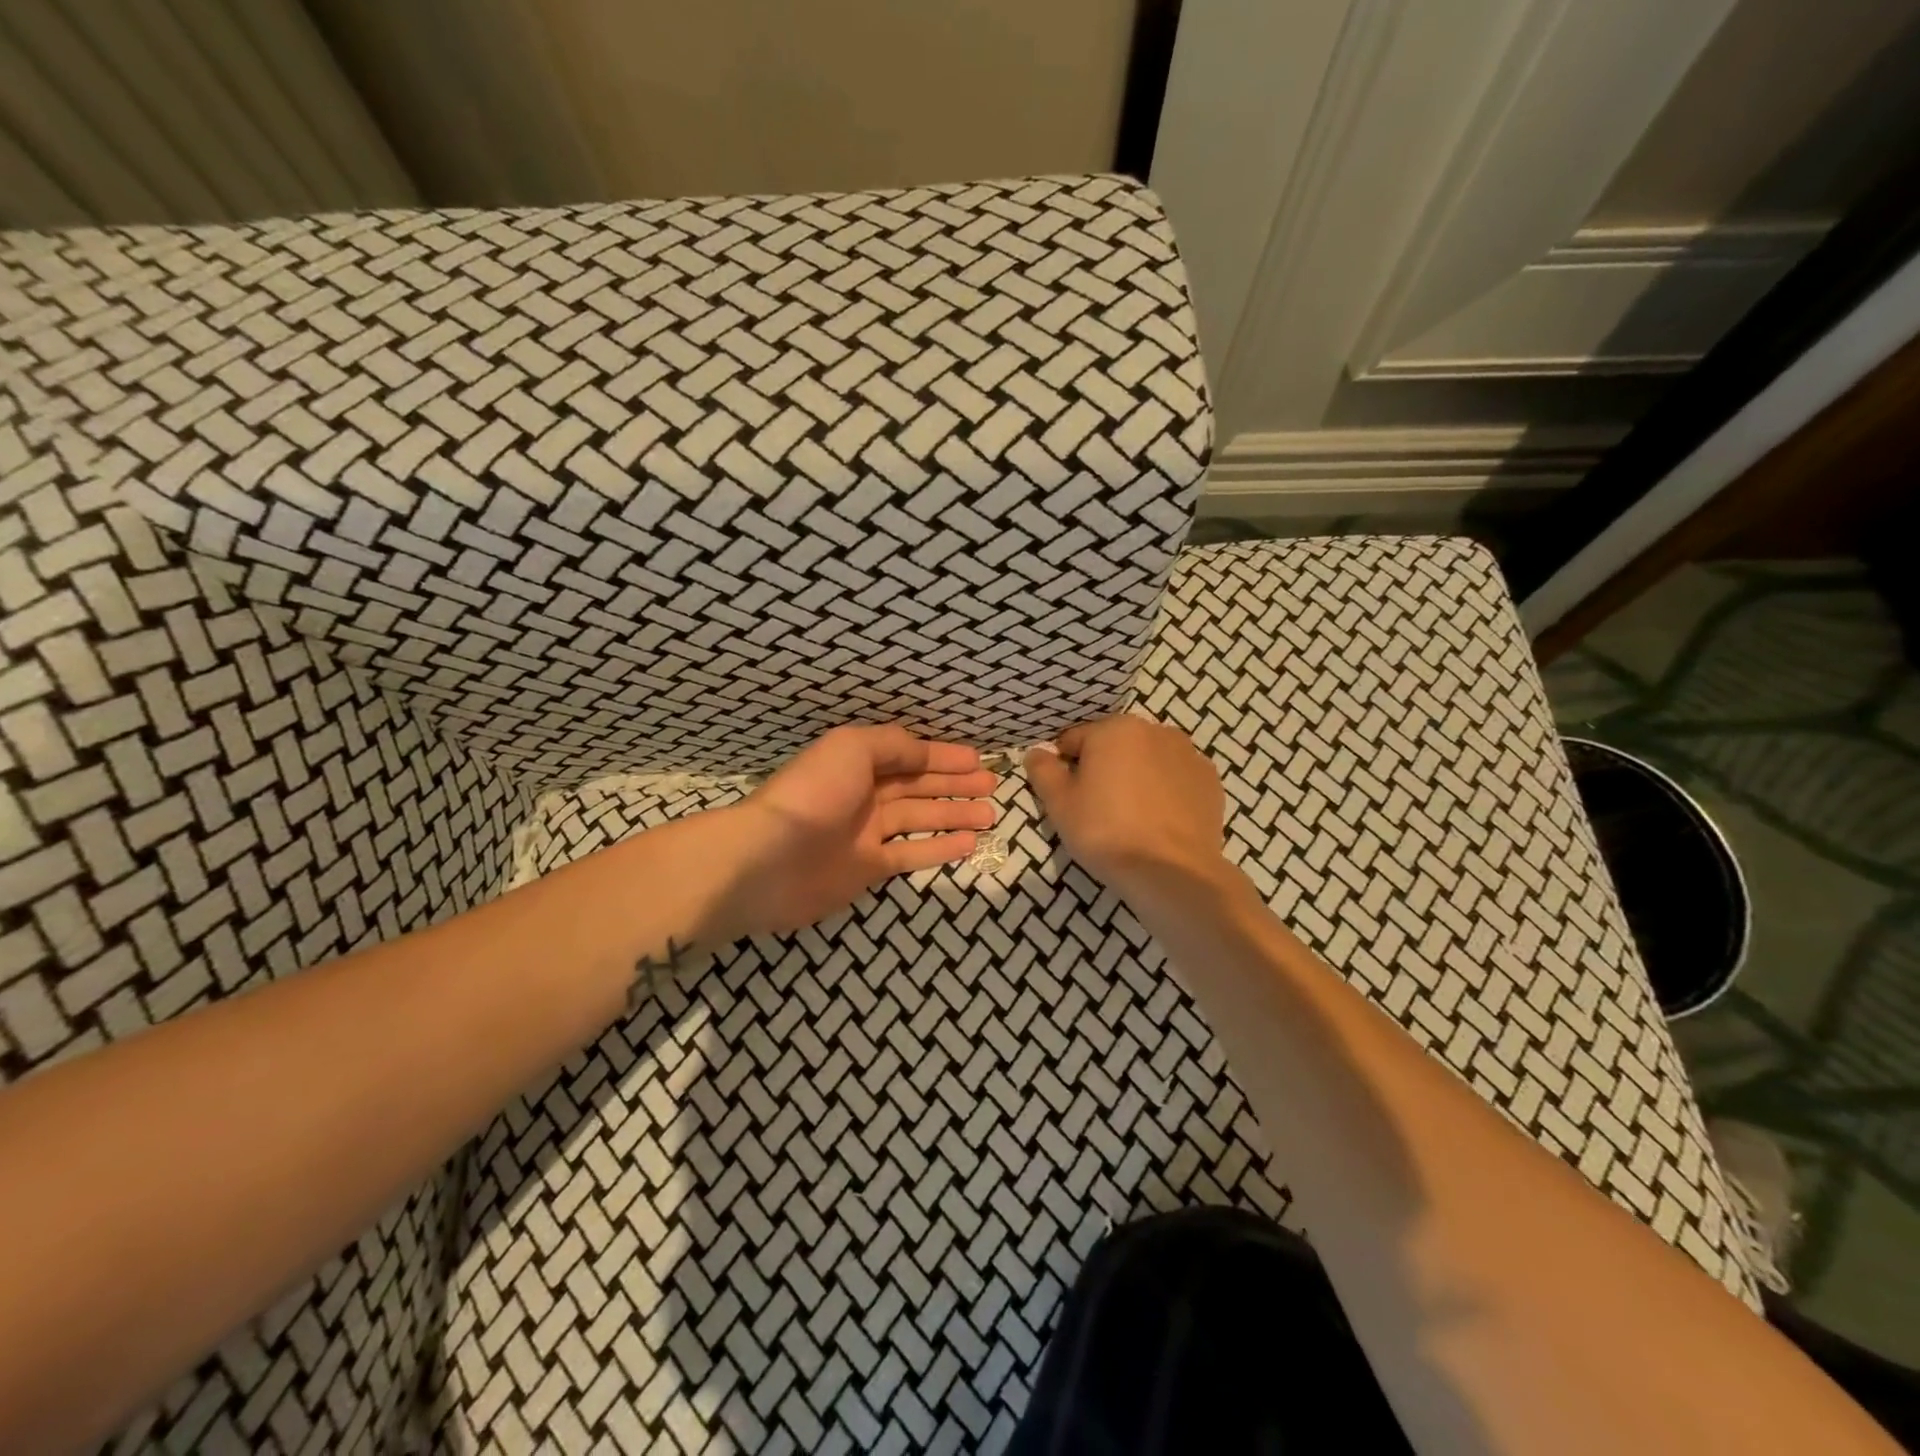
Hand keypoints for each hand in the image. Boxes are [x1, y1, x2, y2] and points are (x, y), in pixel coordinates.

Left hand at [726, 725, 997, 935]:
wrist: (768, 860)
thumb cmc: (812, 794)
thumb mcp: (852, 748)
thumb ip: (892, 745)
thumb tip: (923, 752)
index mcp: (857, 763)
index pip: (909, 756)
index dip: (943, 755)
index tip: (978, 758)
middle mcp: (864, 795)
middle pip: (918, 786)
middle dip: (954, 783)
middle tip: (992, 785)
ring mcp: (866, 834)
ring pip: (920, 820)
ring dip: (954, 814)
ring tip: (991, 814)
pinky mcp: (868, 869)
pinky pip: (911, 854)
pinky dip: (939, 849)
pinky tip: (969, 843)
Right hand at [1025, 715, 1225, 890]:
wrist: (1172, 872)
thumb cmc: (1106, 832)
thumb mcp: (1060, 804)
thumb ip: (1043, 771)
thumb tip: (1036, 752)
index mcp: (1115, 729)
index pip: (1074, 740)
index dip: (1064, 768)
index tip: (1066, 798)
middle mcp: (1155, 730)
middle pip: (1114, 746)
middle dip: (1103, 770)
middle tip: (1097, 810)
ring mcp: (1188, 754)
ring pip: (1147, 761)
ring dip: (1135, 778)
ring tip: (1131, 818)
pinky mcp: (1210, 781)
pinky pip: (1175, 779)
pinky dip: (1164, 792)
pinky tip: (1158, 822)